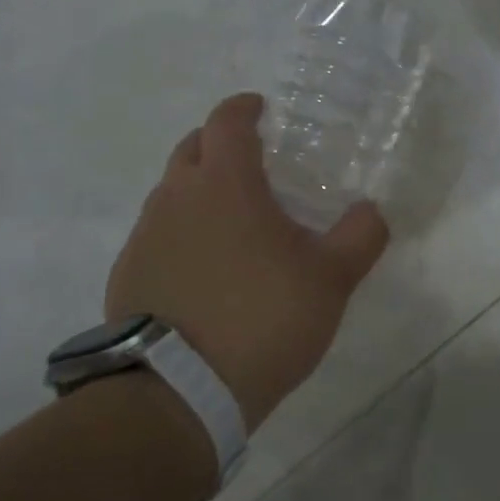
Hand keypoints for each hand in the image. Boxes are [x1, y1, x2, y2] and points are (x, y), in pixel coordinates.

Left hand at [105, 93, 389, 431]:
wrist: (179, 392)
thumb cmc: (263, 318)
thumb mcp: (331, 278)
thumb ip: (360, 236)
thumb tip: (371, 210)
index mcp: (224, 184)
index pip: (227, 122)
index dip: (244, 108)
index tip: (260, 109)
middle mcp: (175, 198)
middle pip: (191, 149)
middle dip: (217, 145)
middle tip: (250, 163)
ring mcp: (145, 237)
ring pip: (170, 194)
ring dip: (198, 192)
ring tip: (232, 223)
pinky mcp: (128, 276)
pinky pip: (157, 236)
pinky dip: (181, 234)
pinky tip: (205, 270)